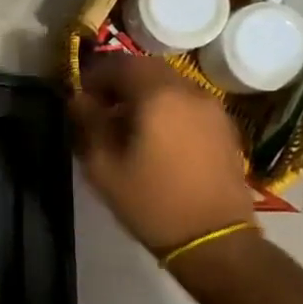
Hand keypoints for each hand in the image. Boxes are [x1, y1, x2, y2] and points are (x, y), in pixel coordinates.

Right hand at [69, 55, 256, 254]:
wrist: (214, 239)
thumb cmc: (151, 202)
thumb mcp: (103, 166)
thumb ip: (88, 123)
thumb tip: (78, 99)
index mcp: (158, 96)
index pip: (120, 64)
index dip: (94, 73)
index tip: (79, 93)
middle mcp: (189, 91)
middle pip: (147, 68)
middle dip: (119, 80)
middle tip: (99, 105)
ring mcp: (212, 108)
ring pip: (170, 83)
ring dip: (143, 92)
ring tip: (125, 121)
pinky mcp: (224, 127)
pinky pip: (187, 102)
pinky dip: (166, 106)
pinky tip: (155, 135)